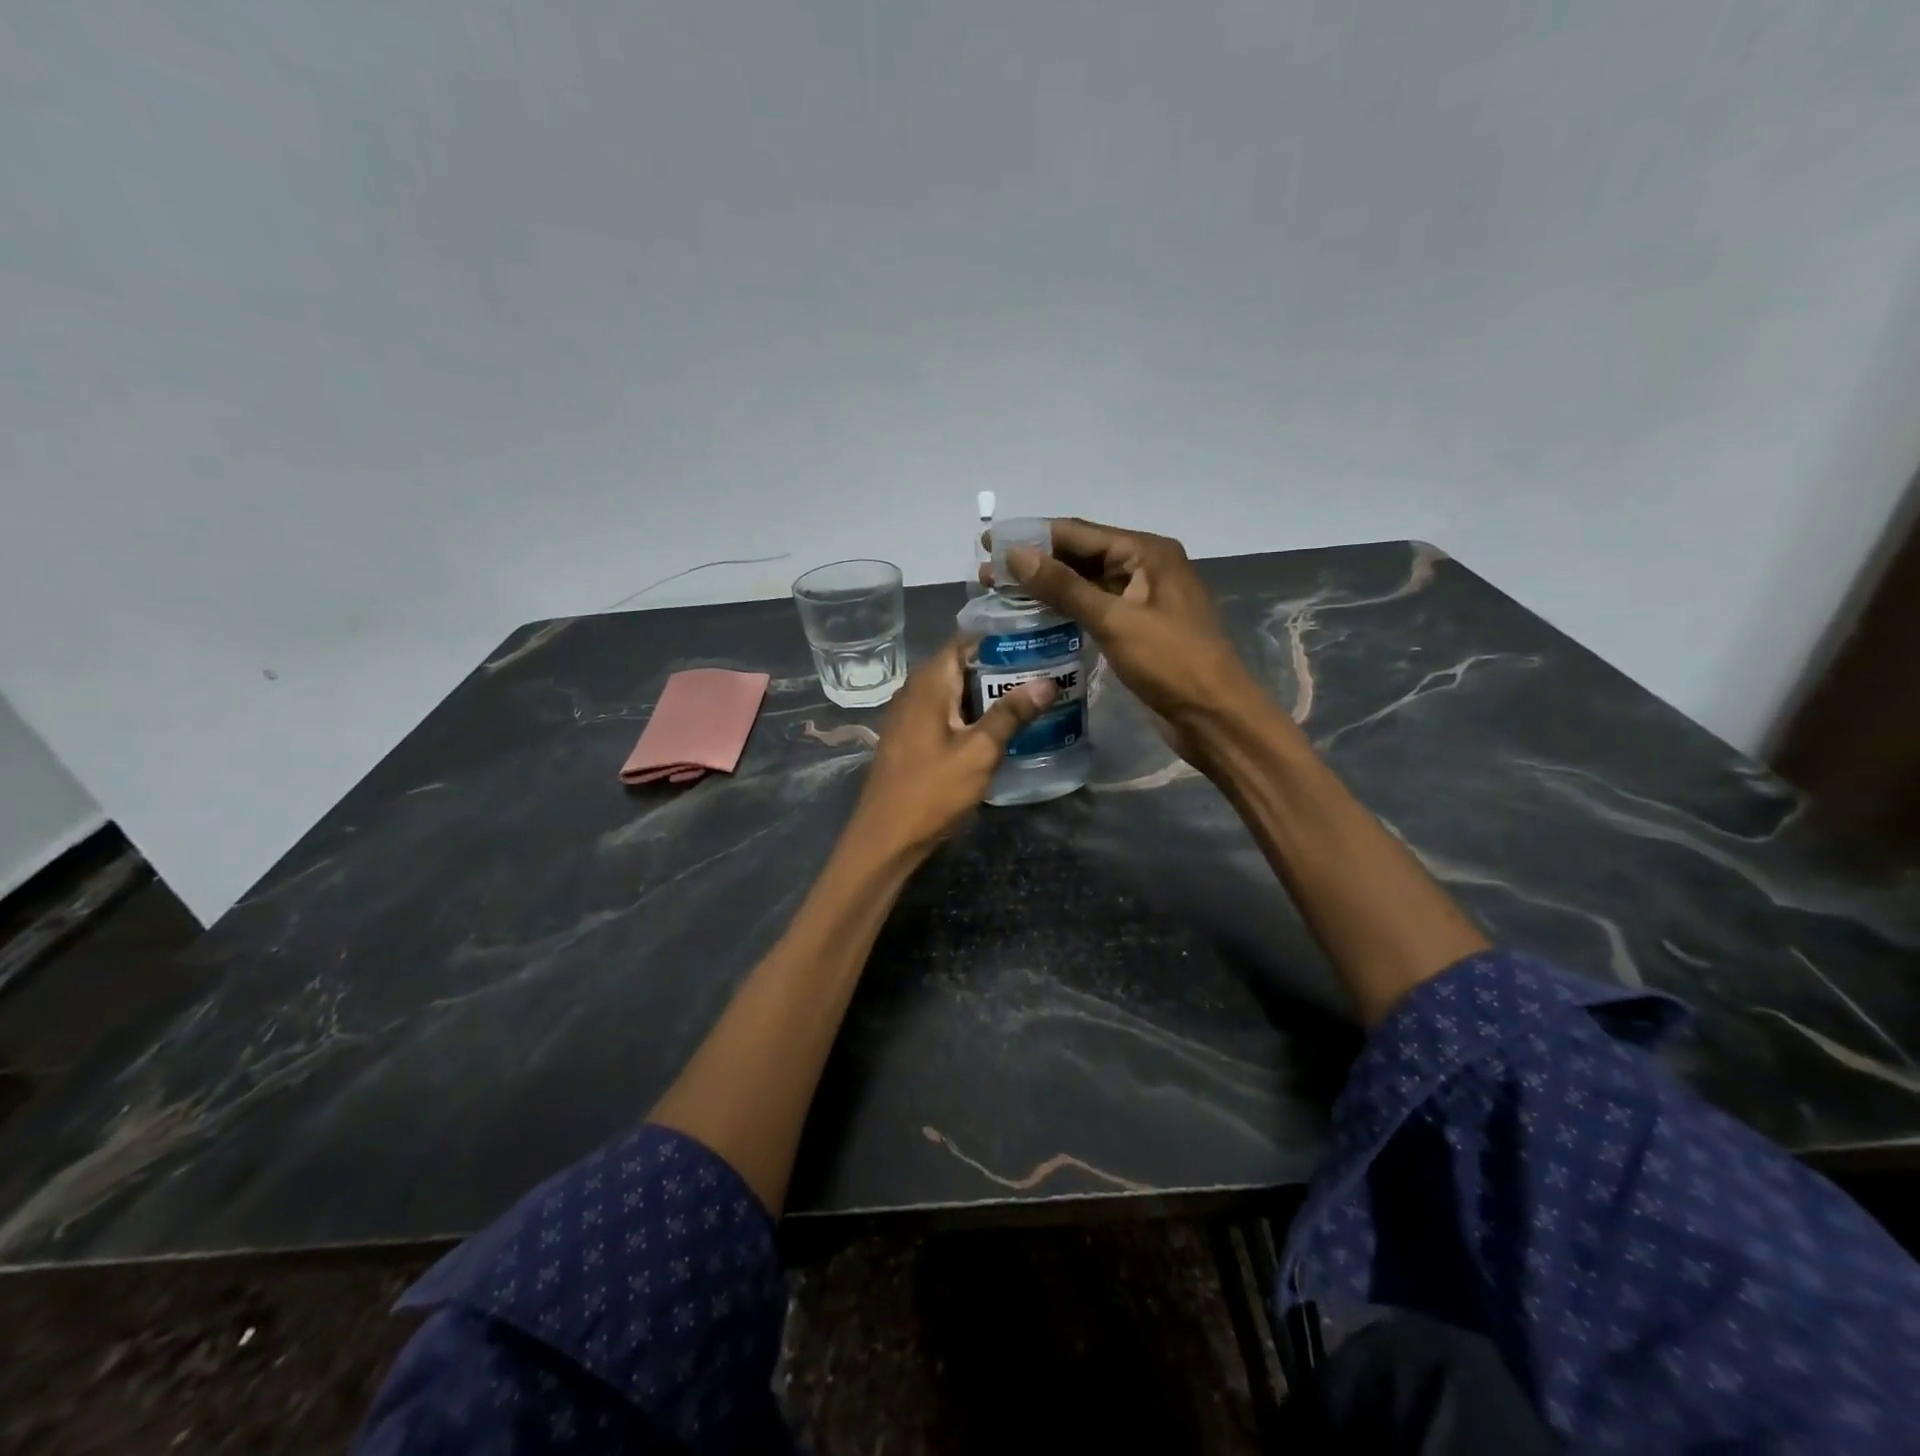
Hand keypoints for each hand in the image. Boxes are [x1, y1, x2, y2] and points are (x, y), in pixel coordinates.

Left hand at [846, 638, 1055, 859]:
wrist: (886, 838)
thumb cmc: (932, 791)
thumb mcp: (979, 752)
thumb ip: (1011, 714)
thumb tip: (1047, 681)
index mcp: (929, 683)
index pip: (965, 641)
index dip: (1000, 640)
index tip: (1036, 644)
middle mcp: (914, 690)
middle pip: (961, 666)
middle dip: (1000, 668)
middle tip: (1043, 672)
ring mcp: (908, 715)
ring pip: (953, 691)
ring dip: (986, 694)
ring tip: (1029, 697)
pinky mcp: (910, 738)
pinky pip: (944, 712)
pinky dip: (970, 713)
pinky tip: (997, 728)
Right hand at [1003, 518, 1260, 756]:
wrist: (1214, 717)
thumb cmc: (1171, 663)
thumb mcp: (1115, 621)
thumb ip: (1065, 587)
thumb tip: (1016, 554)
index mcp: (1146, 553)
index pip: (1079, 533)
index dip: (1031, 537)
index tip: (988, 543)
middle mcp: (1144, 568)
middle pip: (1081, 556)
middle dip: (1035, 563)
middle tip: (987, 575)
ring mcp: (1141, 600)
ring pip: (1085, 585)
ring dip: (1046, 588)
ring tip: (1002, 595)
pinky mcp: (1135, 629)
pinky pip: (1093, 610)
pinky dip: (1064, 611)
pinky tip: (1034, 619)